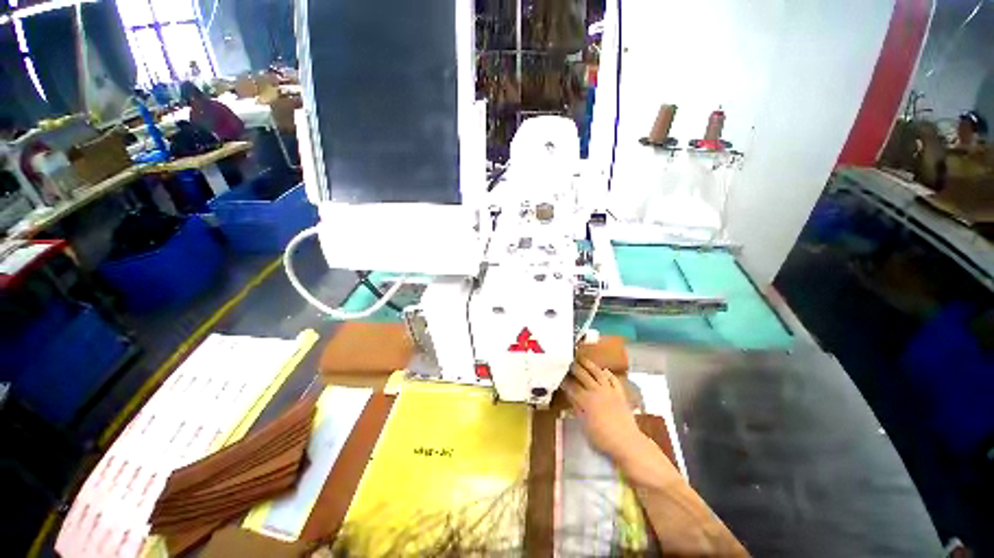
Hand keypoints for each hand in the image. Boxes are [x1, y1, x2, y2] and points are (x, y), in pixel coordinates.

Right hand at [561, 358, 644, 461]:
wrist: (627, 442)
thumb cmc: (602, 439)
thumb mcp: (585, 426)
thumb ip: (577, 409)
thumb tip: (571, 397)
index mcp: (585, 400)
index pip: (572, 387)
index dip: (564, 381)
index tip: (559, 375)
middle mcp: (596, 391)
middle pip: (583, 375)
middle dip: (574, 368)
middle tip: (568, 361)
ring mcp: (609, 391)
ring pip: (597, 373)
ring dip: (589, 365)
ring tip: (582, 359)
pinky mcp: (620, 394)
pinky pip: (613, 380)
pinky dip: (608, 374)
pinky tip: (604, 370)